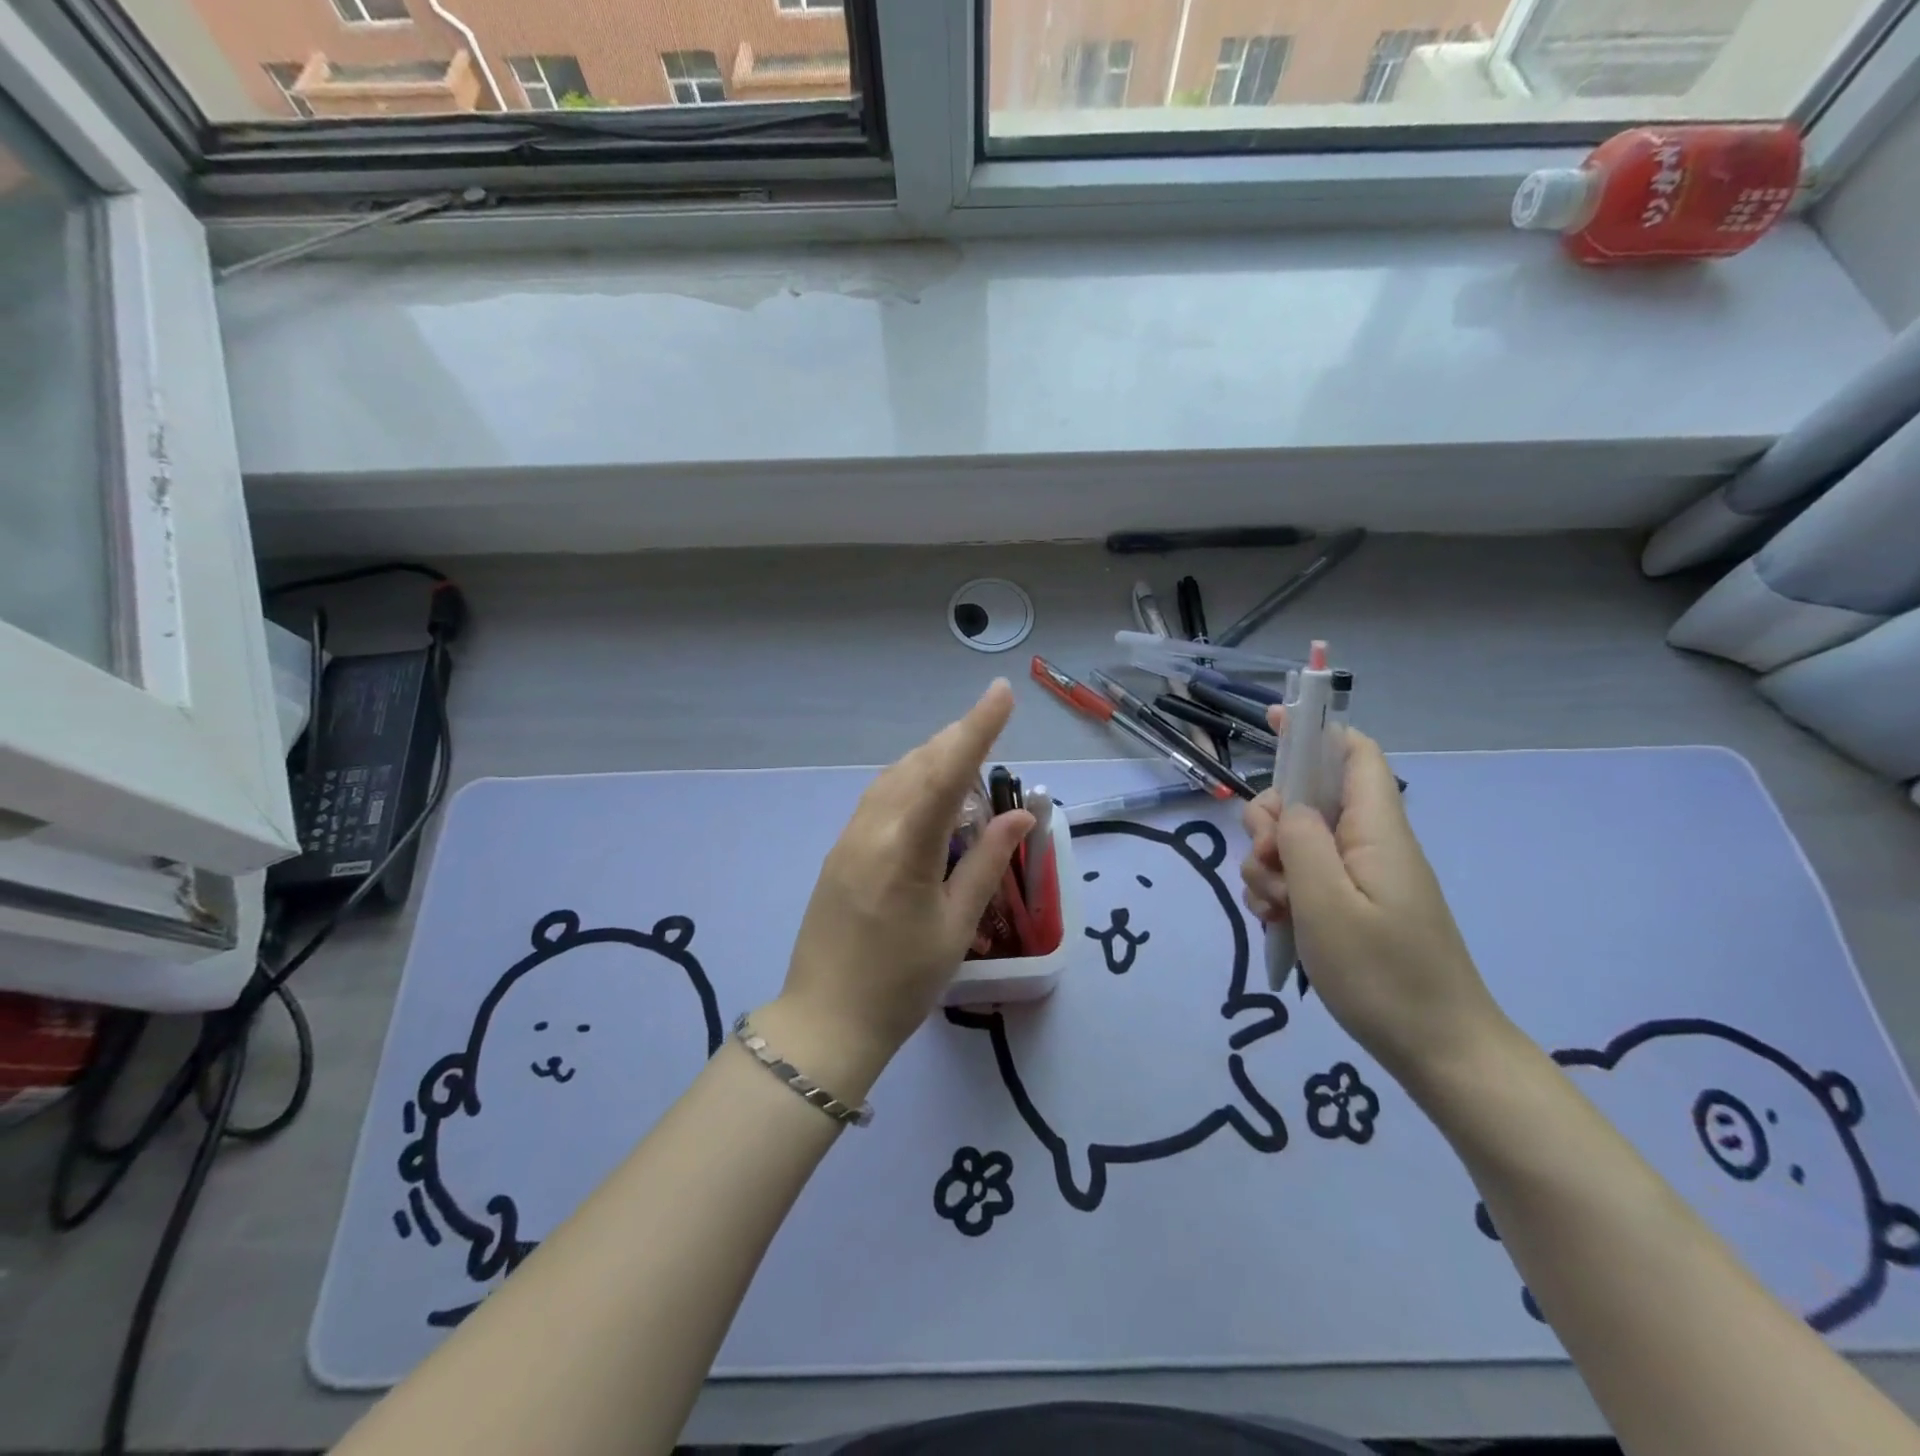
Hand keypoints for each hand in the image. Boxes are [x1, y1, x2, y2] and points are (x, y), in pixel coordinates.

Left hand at [768, 681, 1032, 1087]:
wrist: (826, 1021)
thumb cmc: (902, 983)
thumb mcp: (955, 928)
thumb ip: (986, 864)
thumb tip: (1020, 816)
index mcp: (905, 850)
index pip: (946, 773)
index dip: (977, 729)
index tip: (1001, 693)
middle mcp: (872, 831)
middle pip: (917, 765)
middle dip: (956, 738)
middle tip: (990, 723)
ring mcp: (848, 839)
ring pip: (894, 778)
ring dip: (931, 758)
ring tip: (964, 754)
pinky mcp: (838, 852)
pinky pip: (878, 799)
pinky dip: (908, 782)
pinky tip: (926, 793)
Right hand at [1240, 713, 1506, 1084]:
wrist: (1438, 1051)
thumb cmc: (1384, 974)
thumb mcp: (1327, 903)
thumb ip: (1300, 841)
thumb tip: (1288, 807)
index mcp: (1376, 829)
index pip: (1354, 753)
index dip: (1314, 729)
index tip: (1270, 723)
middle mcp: (1369, 843)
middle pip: (1306, 801)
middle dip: (1269, 825)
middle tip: (1269, 867)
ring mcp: (1360, 876)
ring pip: (1295, 844)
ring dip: (1269, 868)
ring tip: (1277, 910)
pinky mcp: (1351, 905)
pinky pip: (1304, 879)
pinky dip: (1281, 893)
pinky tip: (1277, 924)